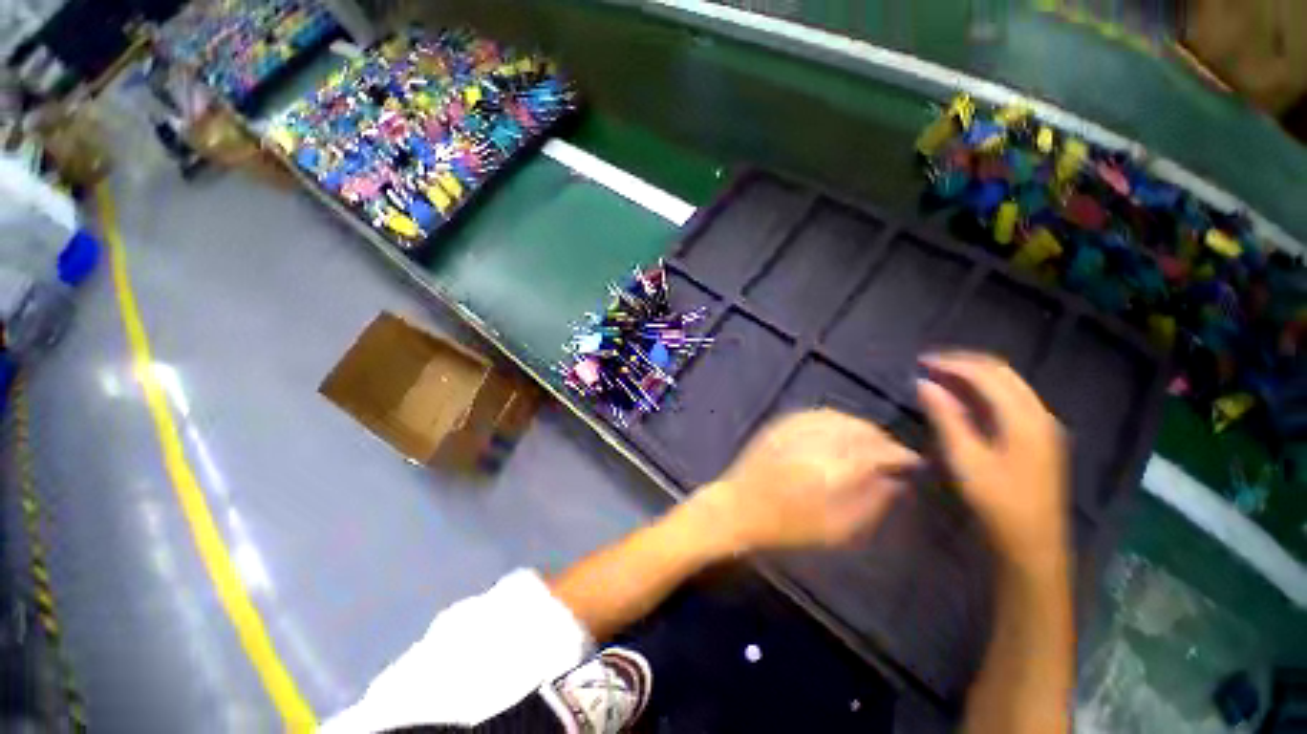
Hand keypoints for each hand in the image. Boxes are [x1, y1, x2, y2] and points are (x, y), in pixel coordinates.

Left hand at [690, 409, 919, 552]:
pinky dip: (836, 419)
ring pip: (840, 418)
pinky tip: (842, 430)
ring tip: (870, 443)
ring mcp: (795, 429)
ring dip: (861, 427)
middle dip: (882, 440)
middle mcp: (816, 442)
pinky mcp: (780, 424)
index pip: (877, 452)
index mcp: (832, 470)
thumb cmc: (787, 526)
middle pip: (861, 430)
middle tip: (892, 455)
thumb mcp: (836, 529)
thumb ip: (871, 503)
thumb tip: (896, 483)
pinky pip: (817, 413)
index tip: (913, 461)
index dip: (900, 455)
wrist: (738, 507)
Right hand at [917, 352, 1068, 563]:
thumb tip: (924, 384)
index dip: (953, 363)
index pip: (987, 374)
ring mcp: (1043, 425)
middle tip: (930, 365)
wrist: (1033, 543)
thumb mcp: (965, 459)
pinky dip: (985, 391)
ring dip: (975, 375)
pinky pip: (1011, 399)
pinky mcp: (1039, 437)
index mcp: (1024, 418)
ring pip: (1009, 384)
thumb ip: (946, 417)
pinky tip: (966, 398)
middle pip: (1002, 372)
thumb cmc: (997, 502)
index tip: (921, 362)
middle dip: (965, 363)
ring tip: (942, 376)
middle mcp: (1039, 414)